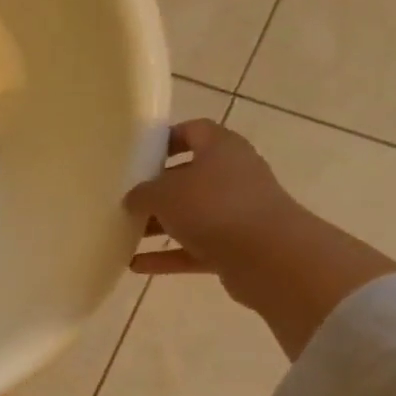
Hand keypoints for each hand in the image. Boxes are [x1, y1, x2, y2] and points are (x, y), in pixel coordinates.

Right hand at [124, 119, 395, 358]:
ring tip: (125, 233)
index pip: (194, 131)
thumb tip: (135, 199)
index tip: (139, 154)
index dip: (167, 139)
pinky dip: (168, 256)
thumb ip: (142, 193)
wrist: (270, 257)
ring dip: (160, 225)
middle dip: (158, 189)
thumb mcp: (163, 194)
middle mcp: (234, 176)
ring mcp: (238, 213)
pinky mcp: (237, 247)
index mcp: (221, 149)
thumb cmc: (213, 208)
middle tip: (127, 198)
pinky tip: (136, 264)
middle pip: (190, 176)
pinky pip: (195, 248)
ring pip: (192, 215)